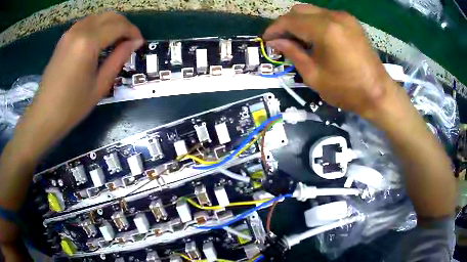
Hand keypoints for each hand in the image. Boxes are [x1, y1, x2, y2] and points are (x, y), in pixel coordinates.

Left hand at [14, 12, 142, 159]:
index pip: (119, 26)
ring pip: (98, 17)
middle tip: (130, 41)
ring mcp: (70, 32)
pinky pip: (86, 23)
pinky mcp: (64, 38)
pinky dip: (98, 26)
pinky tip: (99, 40)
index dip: (133, 32)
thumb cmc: (72, 106)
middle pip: (110, 16)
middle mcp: (80, 31)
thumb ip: (119, 59)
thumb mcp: (100, 86)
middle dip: (124, 25)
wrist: (44, 115)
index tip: (139, 43)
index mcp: (89, 43)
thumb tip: (136, 43)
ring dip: (111, 24)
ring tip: (116, 40)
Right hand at [264, 4, 394, 119]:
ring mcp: (344, 17)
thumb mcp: (314, 75)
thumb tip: (275, 42)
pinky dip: (314, 23)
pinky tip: (313, 37)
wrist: (378, 93)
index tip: (266, 39)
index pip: (290, 21)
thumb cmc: (346, 90)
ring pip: (312, 11)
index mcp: (324, 29)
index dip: (274, 29)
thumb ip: (292, 53)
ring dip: (300, 22)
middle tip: (280, 40)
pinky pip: (325, 16)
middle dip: (286, 23)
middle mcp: (334, 16)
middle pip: (299, 10)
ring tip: (296, 39)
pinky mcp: (351, 22)